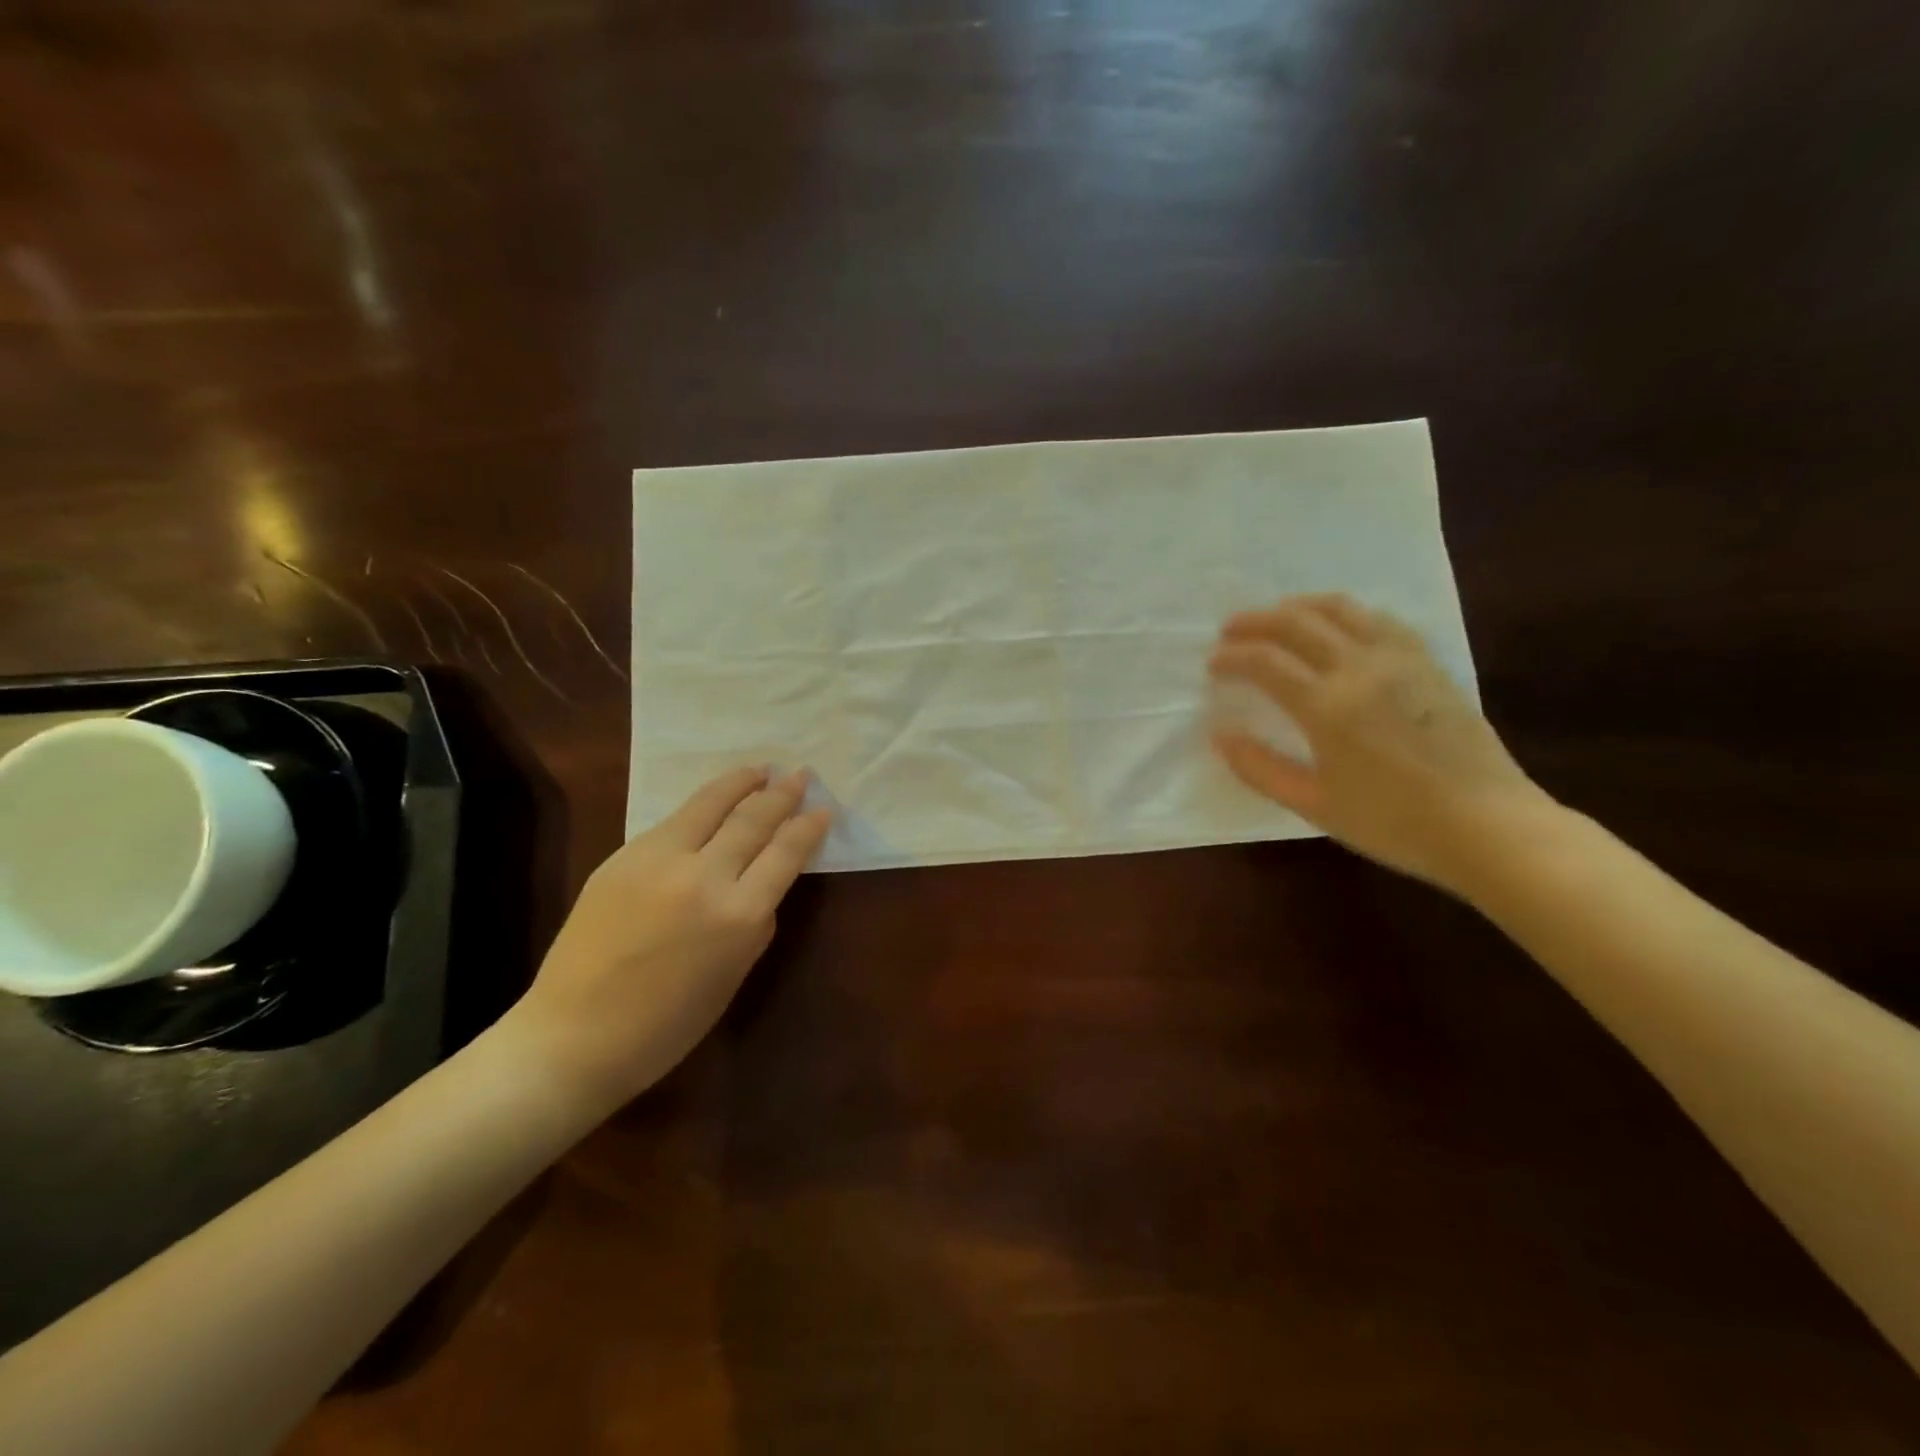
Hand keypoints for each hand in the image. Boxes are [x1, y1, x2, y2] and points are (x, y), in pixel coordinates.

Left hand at [508, 767, 832, 1113]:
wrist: (573, 1036)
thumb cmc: (666, 1025)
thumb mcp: (732, 975)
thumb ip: (755, 923)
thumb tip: (762, 884)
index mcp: (738, 916)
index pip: (785, 853)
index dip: (808, 827)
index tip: (824, 809)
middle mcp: (703, 878)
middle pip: (752, 820)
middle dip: (782, 795)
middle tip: (800, 775)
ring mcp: (657, 861)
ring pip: (709, 805)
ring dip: (741, 783)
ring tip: (761, 768)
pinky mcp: (622, 857)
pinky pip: (672, 822)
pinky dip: (702, 805)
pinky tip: (713, 799)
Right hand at [1208, 595, 1556, 893]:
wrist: (1489, 826)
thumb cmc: (1394, 822)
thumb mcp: (1315, 805)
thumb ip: (1261, 769)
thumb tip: (1220, 736)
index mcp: (1328, 706)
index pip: (1266, 662)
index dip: (1233, 657)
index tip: (1213, 664)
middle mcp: (1361, 668)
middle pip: (1298, 623)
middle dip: (1257, 621)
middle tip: (1231, 629)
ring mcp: (1400, 660)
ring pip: (1342, 609)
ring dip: (1300, 606)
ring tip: (1278, 616)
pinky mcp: (1429, 663)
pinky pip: (1380, 620)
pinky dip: (1346, 613)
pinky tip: (1339, 626)